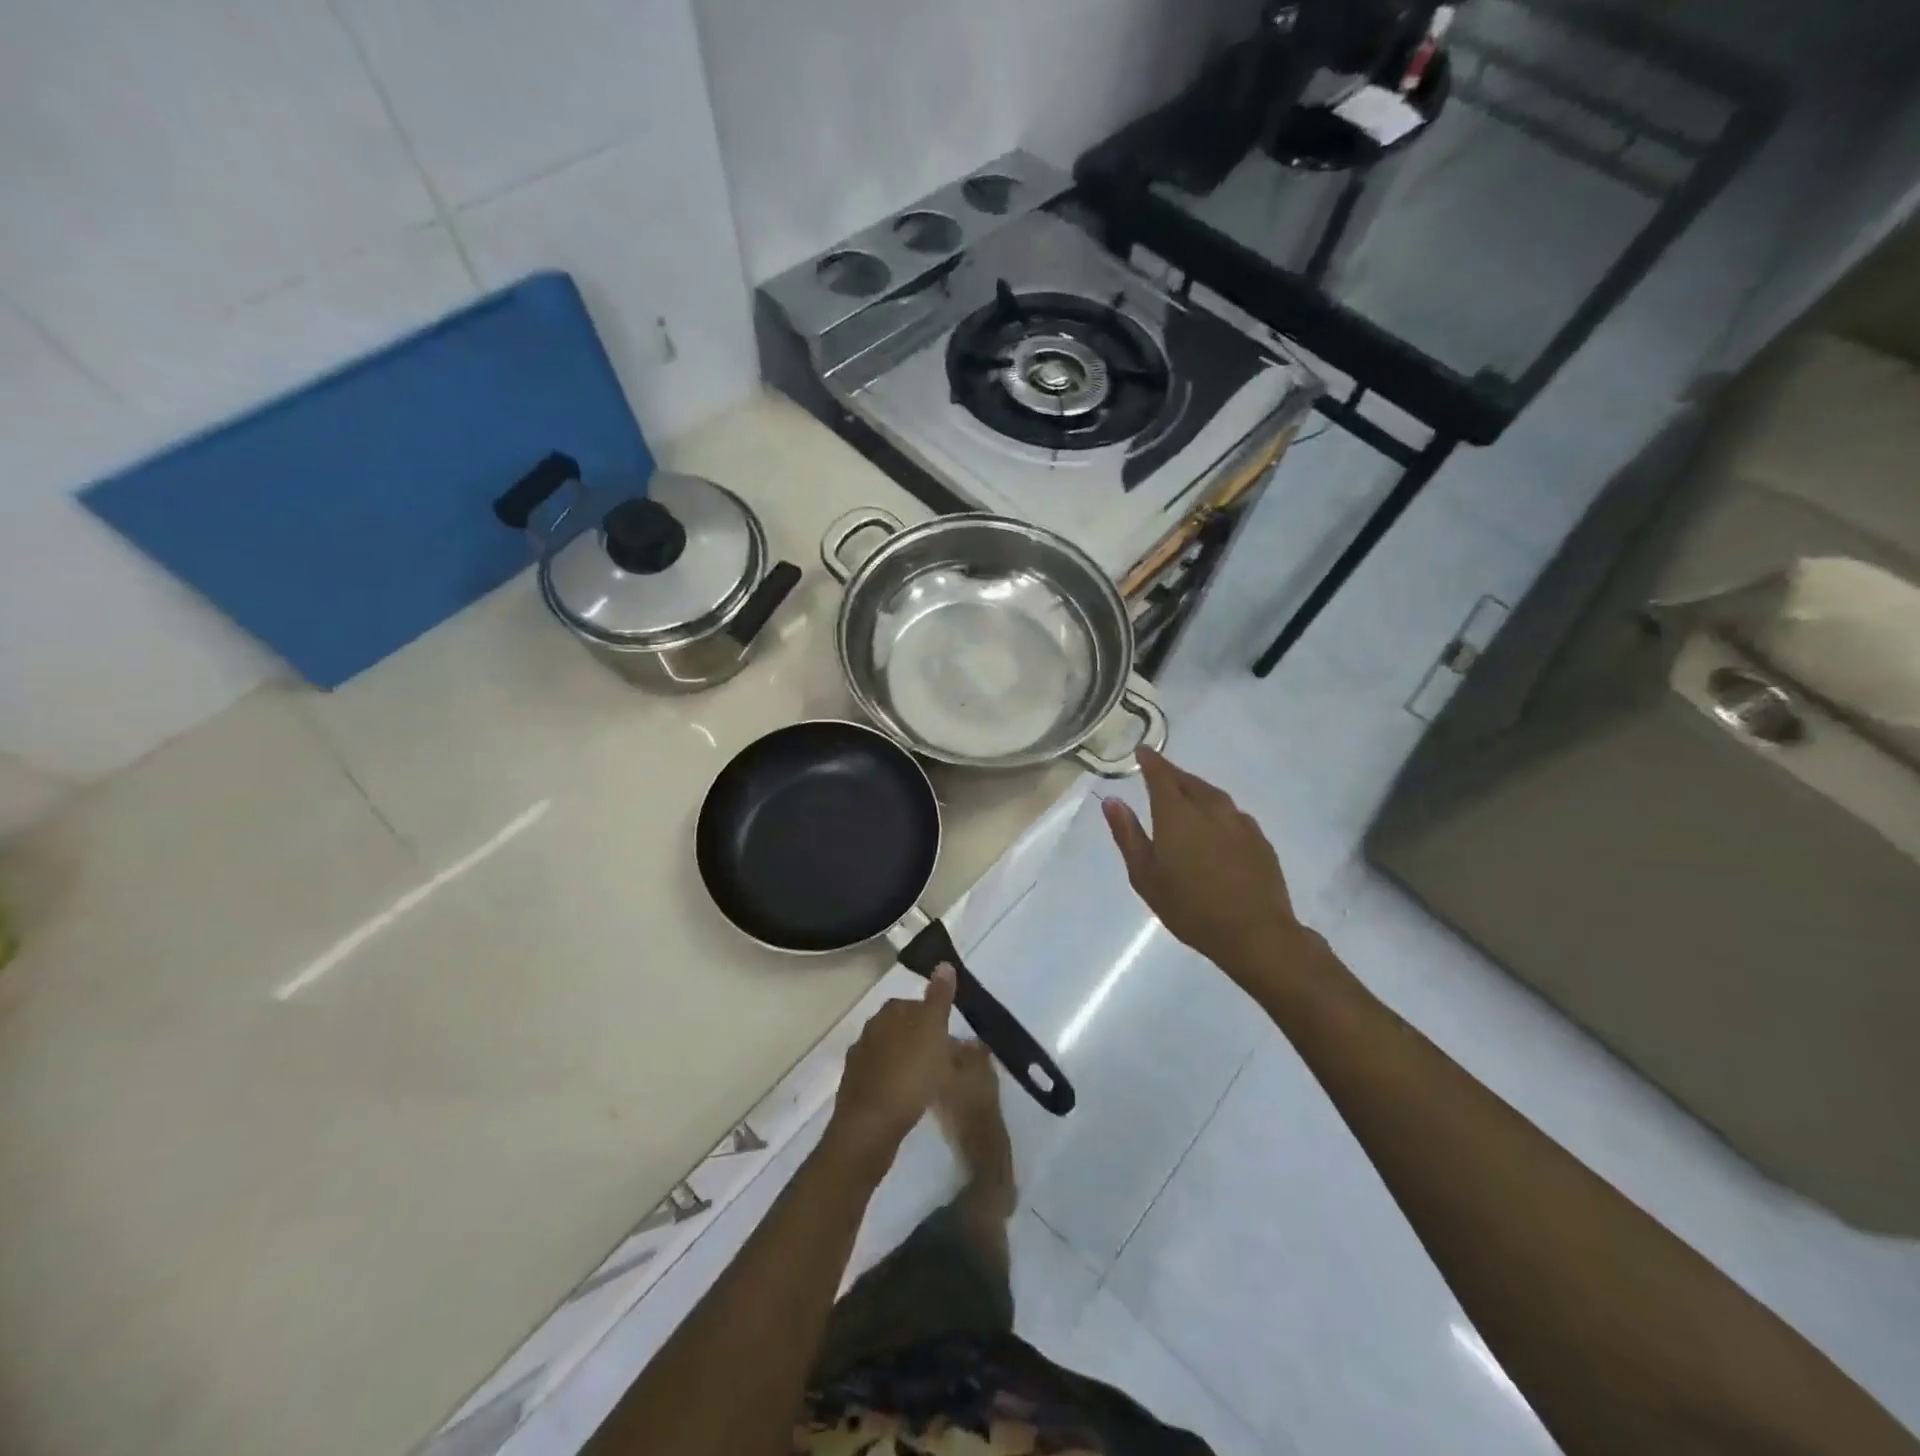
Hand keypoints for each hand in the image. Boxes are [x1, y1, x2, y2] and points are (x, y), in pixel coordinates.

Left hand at [825, 967, 958, 1168]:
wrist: (869, 1128)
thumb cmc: (908, 1075)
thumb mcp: (932, 1031)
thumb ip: (939, 998)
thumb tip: (944, 963)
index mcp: (888, 1013)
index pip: (915, 1004)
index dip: (935, 1019)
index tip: (951, 1038)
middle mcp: (870, 1030)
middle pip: (903, 1028)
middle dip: (922, 1041)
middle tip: (946, 1062)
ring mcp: (859, 1060)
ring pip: (892, 1053)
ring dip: (910, 1062)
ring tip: (931, 1083)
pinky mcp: (855, 1089)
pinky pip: (883, 1078)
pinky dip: (897, 1083)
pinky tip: (909, 1099)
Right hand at [1102, 747, 1313, 987]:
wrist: (1255, 933)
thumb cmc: (1190, 908)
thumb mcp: (1145, 876)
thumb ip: (1128, 834)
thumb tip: (1112, 800)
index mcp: (1177, 814)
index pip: (1161, 775)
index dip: (1150, 761)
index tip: (1142, 751)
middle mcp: (1210, 808)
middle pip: (1188, 781)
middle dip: (1172, 774)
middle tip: (1159, 774)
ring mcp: (1239, 821)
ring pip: (1212, 794)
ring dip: (1196, 789)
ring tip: (1186, 796)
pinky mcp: (1259, 838)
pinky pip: (1232, 813)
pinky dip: (1217, 810)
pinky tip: (1215, 827)